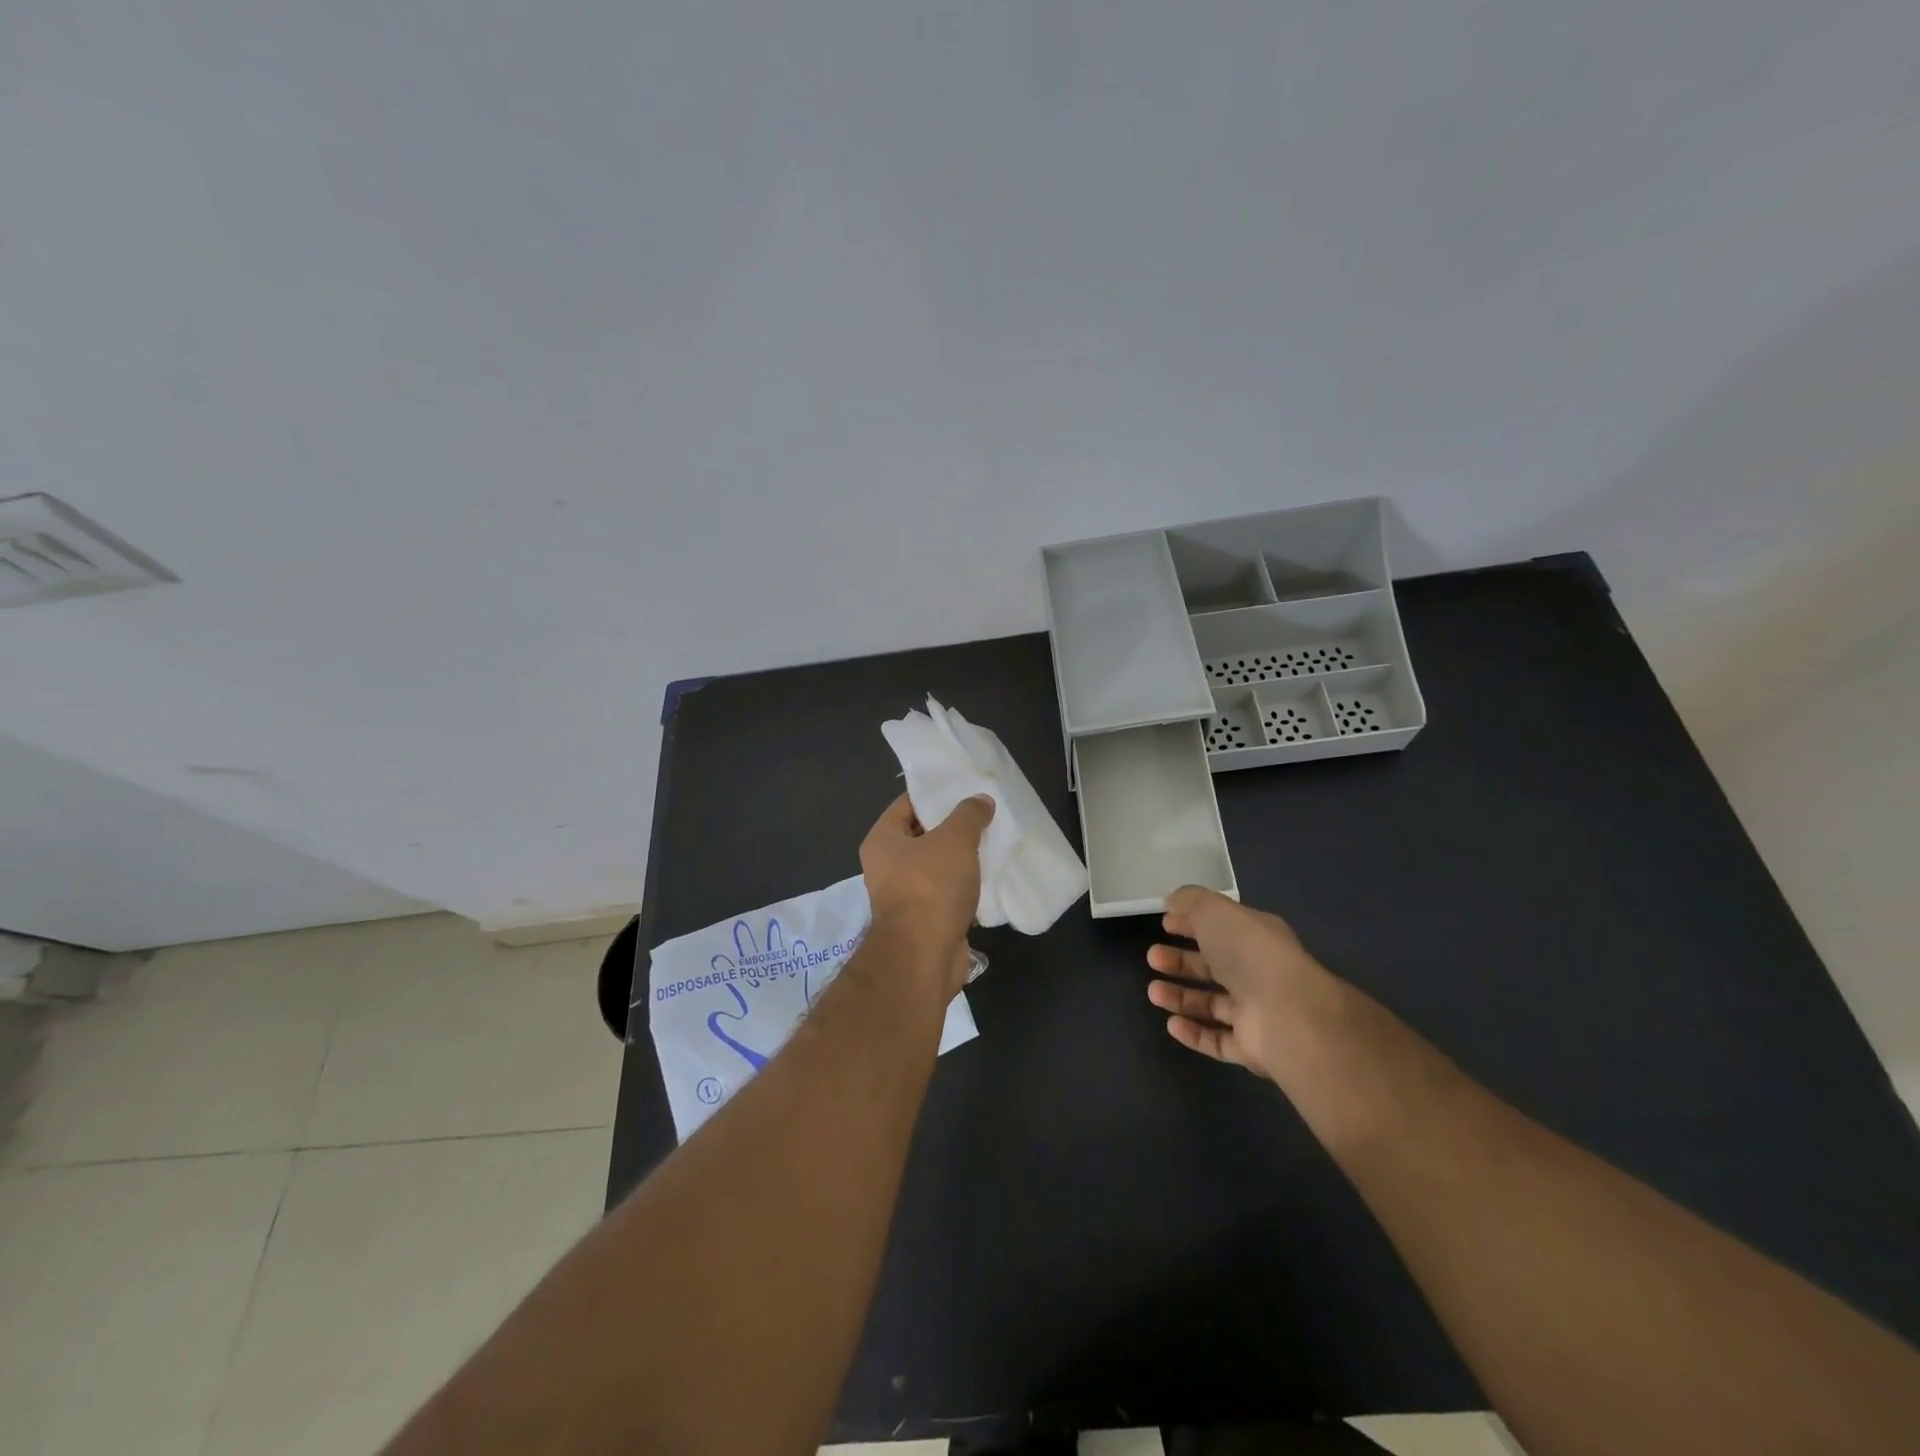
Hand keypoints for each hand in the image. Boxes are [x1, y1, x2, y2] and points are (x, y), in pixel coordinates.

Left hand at [859, 792, 993, 996]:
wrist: (924, 956)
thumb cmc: (931, 887)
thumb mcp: (954, 839)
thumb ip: (968, 815)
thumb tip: (980, 800)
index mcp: (882, 841)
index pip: (906, 804)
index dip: (934, 794)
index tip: (964, 788)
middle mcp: (886, 867)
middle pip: (922, 836)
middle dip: (952, 828)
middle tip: (984, 815)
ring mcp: (904, 896)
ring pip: (937, 867)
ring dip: (961, 860)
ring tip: (992, 843)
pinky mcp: (924, 920)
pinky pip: (946, 894)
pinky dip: (965, 887)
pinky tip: (990, 878)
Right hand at [1145, 885, 1348, 1080]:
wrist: (1287, 1015)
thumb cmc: (1248, 953)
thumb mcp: (1214, 911)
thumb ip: (1191, 901)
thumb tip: (1172, 902)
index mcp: (1255, 937)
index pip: (1220, 927)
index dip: (1191, 924)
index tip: (1164, 923)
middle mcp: (1258, 973)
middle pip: (1214, 966)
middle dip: (1180, 960)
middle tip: (1152, 957)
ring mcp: (1257, 1012)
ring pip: (1213, 1003)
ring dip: (1181, 997)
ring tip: (1152, 992)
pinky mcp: (1252, 1048)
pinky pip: (1218, 1040)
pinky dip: (1195, 1033)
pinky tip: (1171, 1024)